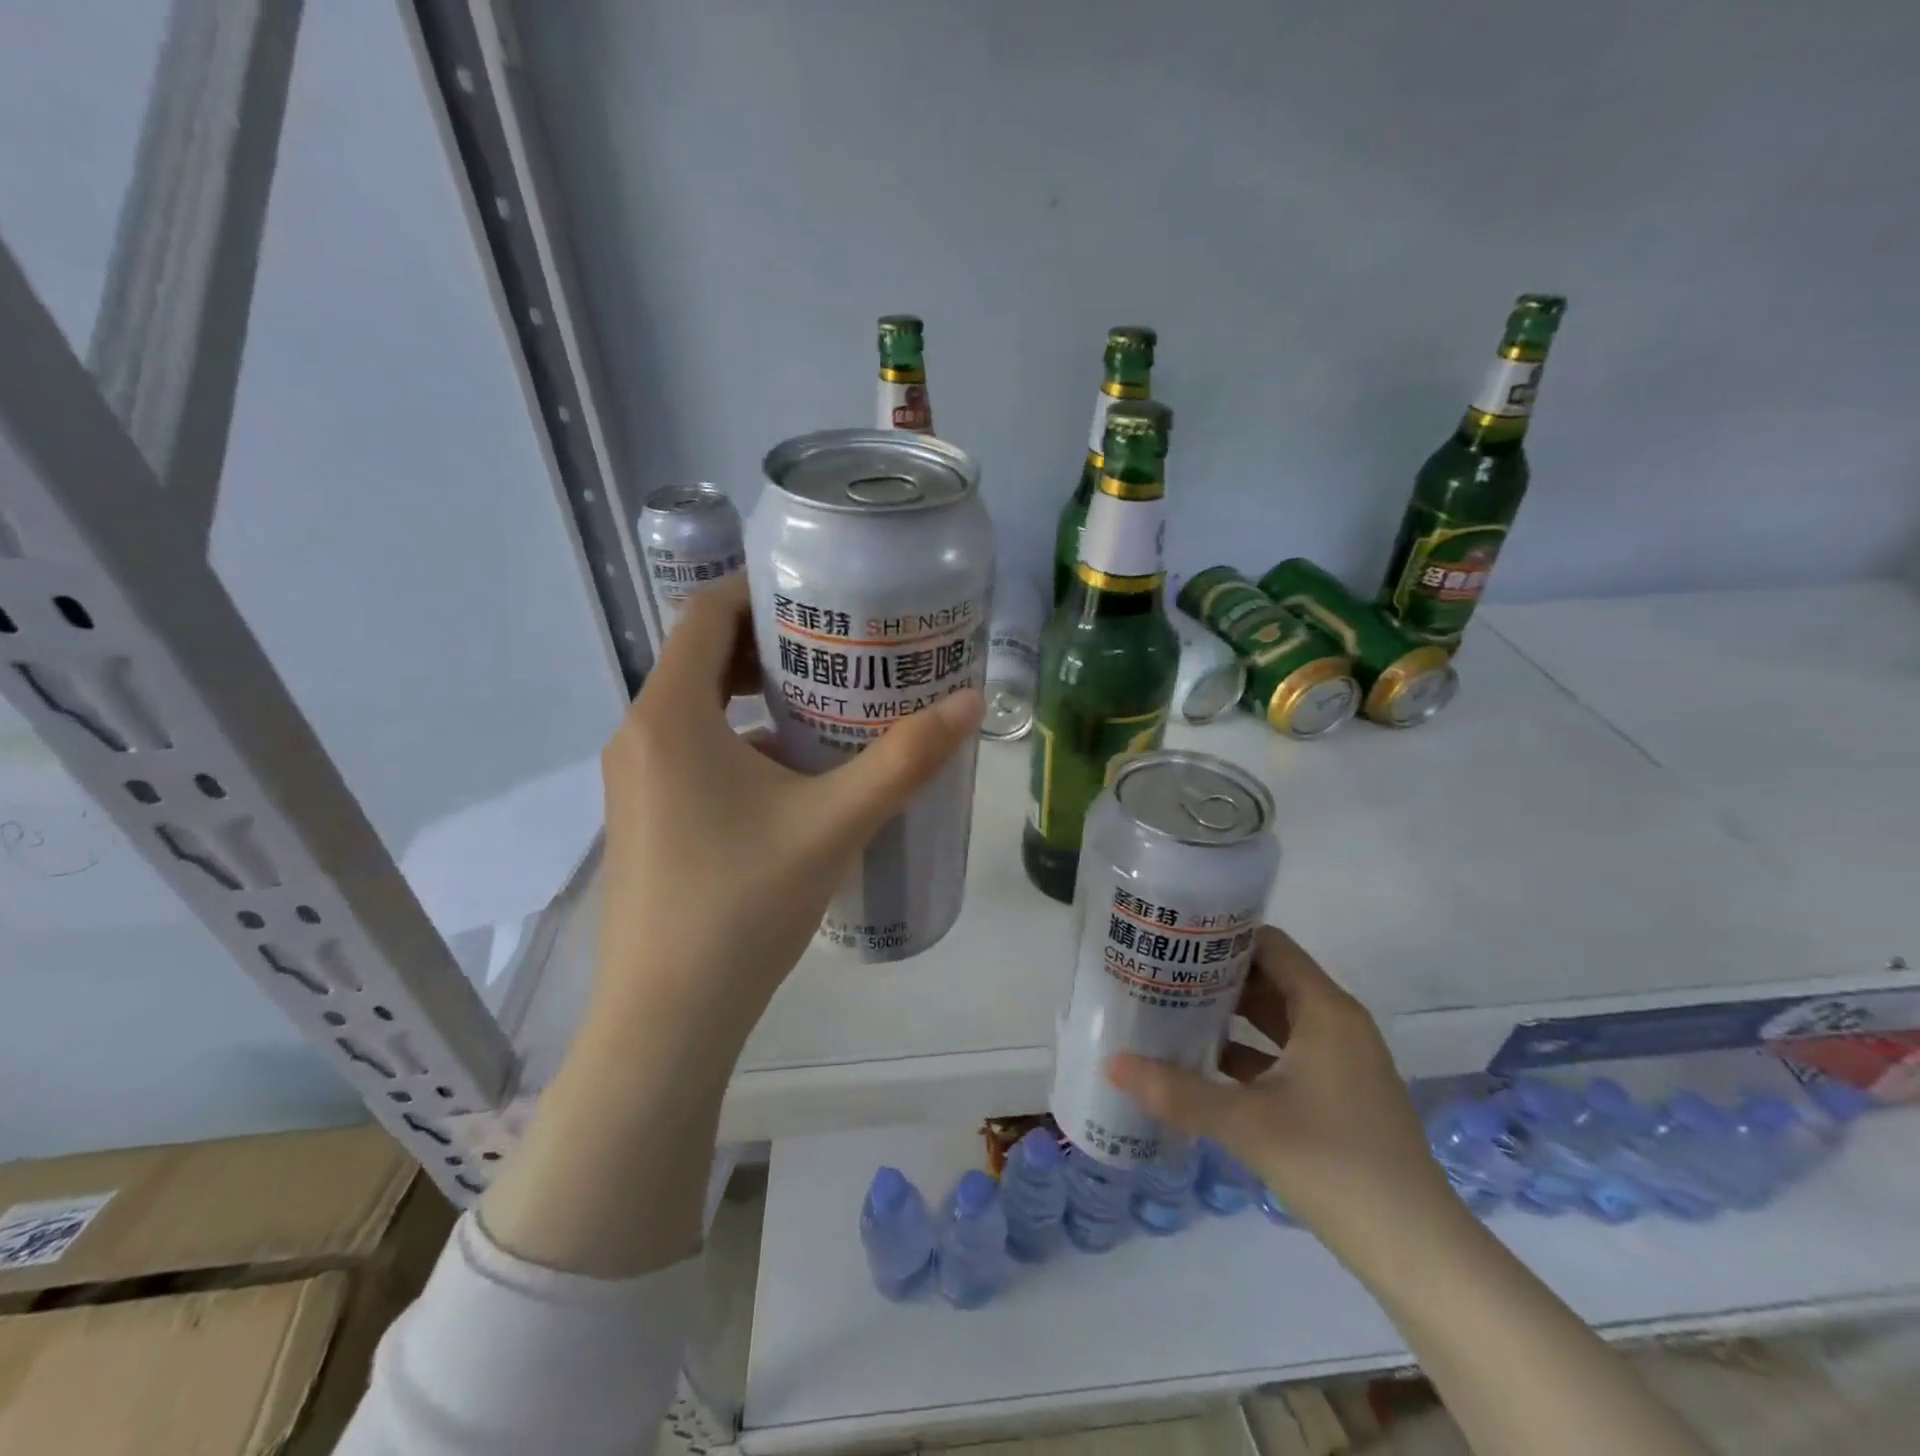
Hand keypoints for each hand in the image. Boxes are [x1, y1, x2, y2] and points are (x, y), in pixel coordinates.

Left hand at [590, 577, 982, 1074]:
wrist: (667, 1019)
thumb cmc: (743, 905)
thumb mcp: (834, 823)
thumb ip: (906, 759)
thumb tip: (971, 702)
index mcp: (670, 715)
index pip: (707, 614)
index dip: (762, 594)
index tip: (823, 599)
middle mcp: (640, 735)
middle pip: (703, 659)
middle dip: (770, 647)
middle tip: (841, 652)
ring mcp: (635, 782)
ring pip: (697, 710)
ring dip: (756, 700)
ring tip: (828, 708)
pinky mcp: (644, 819)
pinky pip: (691, 753)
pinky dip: (739, 744)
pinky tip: (794, 780)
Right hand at [1108, 926, 1460, 1262]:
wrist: (1419, 1255)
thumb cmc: (1337, 1167)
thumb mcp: (1248, 1125)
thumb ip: (1177, 1092)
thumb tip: (1112, 1064)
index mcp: (1325, 1011)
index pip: (1269, 945)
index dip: (1221, 937)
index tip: (1172, 937)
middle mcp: (1336, 1024)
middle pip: (1268, 978)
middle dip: (1214, 976)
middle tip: (1158, 973)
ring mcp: (1340, 1061)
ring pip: (1274, 1018)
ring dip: (1228, 1015)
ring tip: (1169, 1010)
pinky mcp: (1337, 1095)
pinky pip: (1283, 1053)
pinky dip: (1246, 1051)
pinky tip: (1202, 1064)